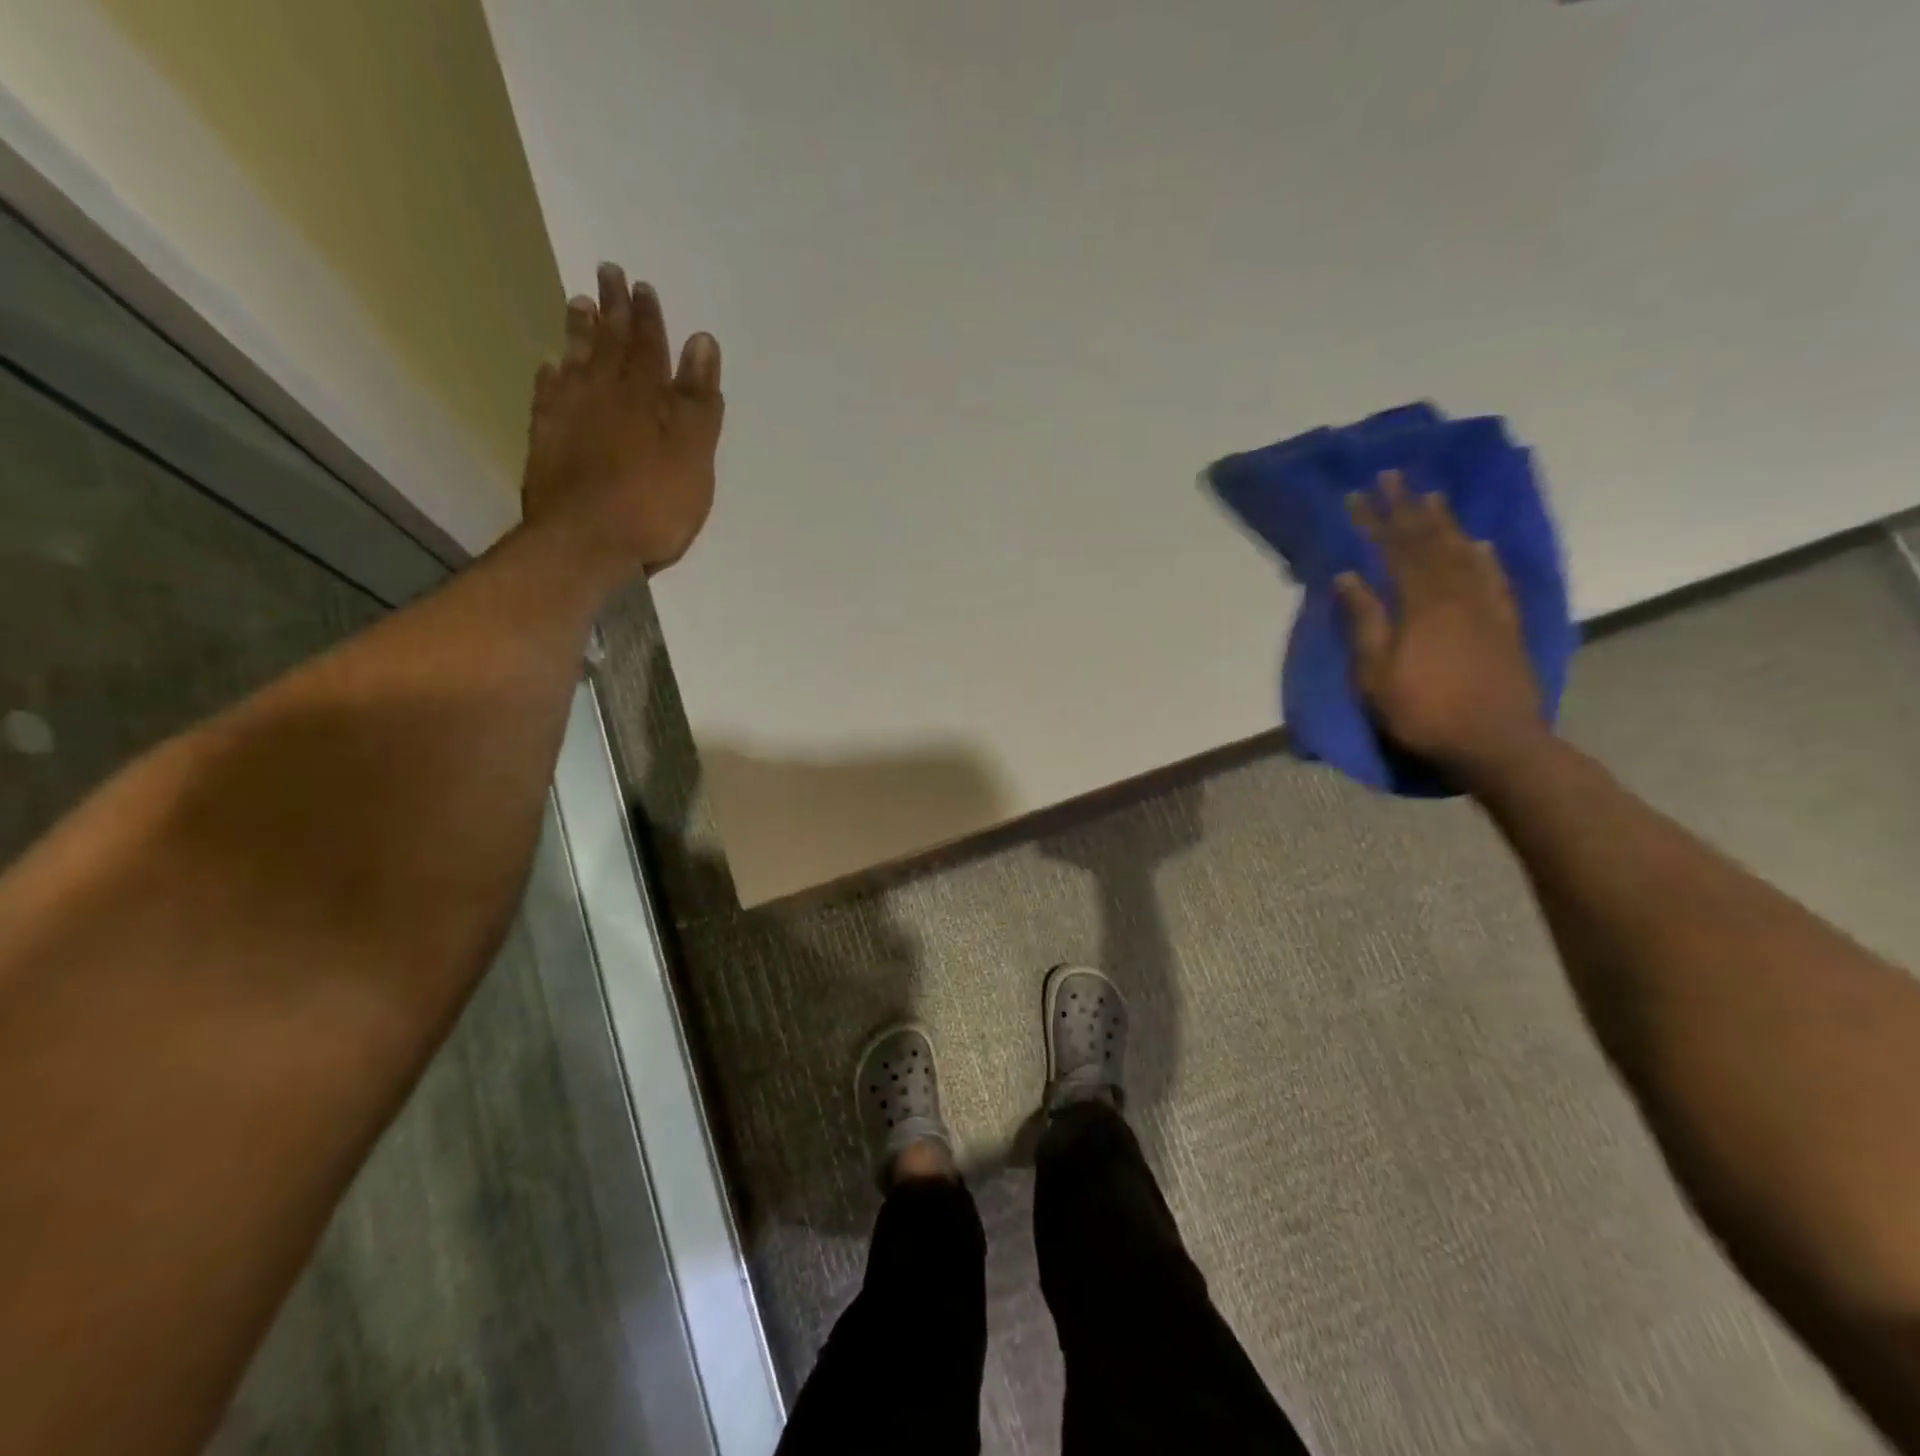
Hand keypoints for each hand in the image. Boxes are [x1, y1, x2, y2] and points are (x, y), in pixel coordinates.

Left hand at [521, 263, 723, 576]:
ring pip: (576, 363)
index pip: (649, 347)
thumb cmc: (653, 505)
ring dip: (580, 333)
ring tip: (577, 303)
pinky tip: (550, 365)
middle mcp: (605, 396)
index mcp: (646, 399)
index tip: (643, 286)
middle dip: (613, 310)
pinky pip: (548, 396)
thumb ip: (698, 402)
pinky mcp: (546, 442)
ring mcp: (570, 417)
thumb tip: (701, 342)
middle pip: (610, 345)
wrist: (586, 542)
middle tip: (608, 272)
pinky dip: (551, 377)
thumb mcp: (693, 456)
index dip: (648, 317)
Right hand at [1335, 471, 1546, 781]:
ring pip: (1462, 552)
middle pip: (1429, 542)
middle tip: (1394, 477)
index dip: (1375, 522)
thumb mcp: (1377, 674)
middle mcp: (1456, 595)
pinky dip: (1483, 556)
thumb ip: (1364, 622)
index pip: (1394, 551)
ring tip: (1431, 495)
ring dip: (1444, 522)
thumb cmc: (1424, 712)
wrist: (1498, 743)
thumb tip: (1347, 577)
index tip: (1358, 495)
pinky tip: (1478, 543)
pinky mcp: (1505, 624)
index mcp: (1421, 606)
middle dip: (1408, 508)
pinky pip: (1494, 578)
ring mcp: (1485, 607)